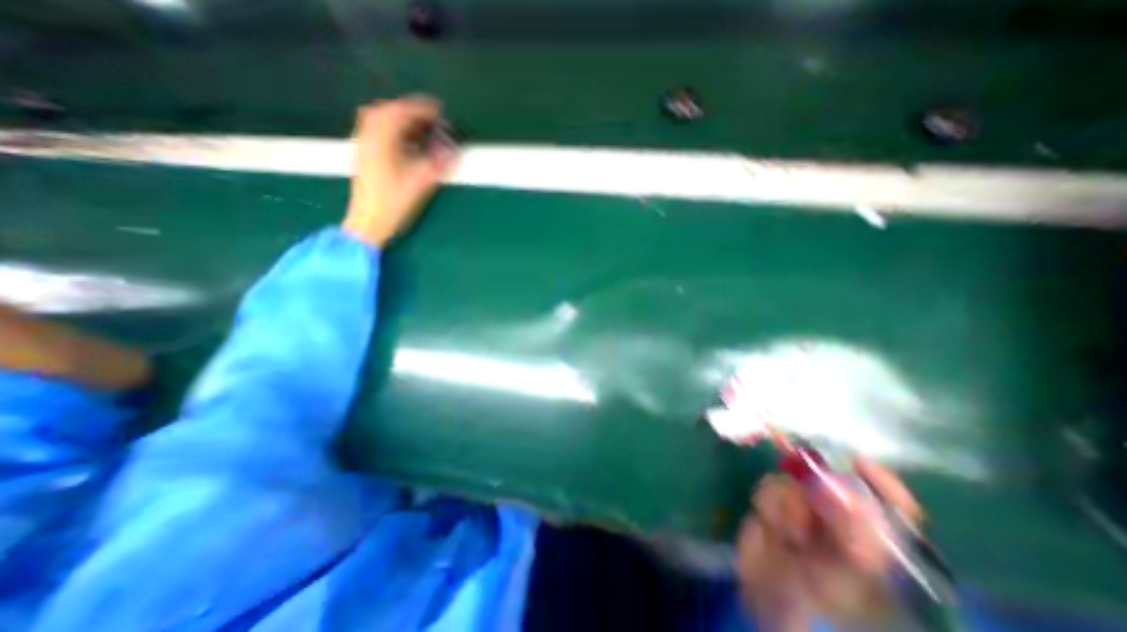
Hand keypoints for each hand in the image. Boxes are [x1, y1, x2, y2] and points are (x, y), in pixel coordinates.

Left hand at [340, 97, 453, 247]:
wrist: (367, 224)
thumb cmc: (392, 206)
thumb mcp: (418, 186)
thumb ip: (435, 166)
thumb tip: (452, 151)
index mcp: (379, 144)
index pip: (398, 114)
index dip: (419, 108)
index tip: (437, 108)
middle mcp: (367, 140)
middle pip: (382, 112)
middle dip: (406, 109)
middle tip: (427, 116)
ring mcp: (362, 149)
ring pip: (375, 121)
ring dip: (397, 118)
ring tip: (417, 126)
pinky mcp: (363, 158)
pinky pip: (374, 132)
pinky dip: (390, 129)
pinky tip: (403, 141)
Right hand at [732, 456, 924, 628]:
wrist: (770, 594)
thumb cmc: (821, 591)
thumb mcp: (848, 569)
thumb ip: (856, 532)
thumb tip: (842, 488)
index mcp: (873, 536)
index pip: (891, 503)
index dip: (879, 481)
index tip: (857, 462)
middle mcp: (841, 516)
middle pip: (833, 482)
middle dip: (818, 489)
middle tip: (811, 504)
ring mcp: (805, 507)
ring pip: (796, 480)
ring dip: (789, 503)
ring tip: (789, 534)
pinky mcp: (774, 502)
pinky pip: (771, 485)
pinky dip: (769, 503)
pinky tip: (771, 525)